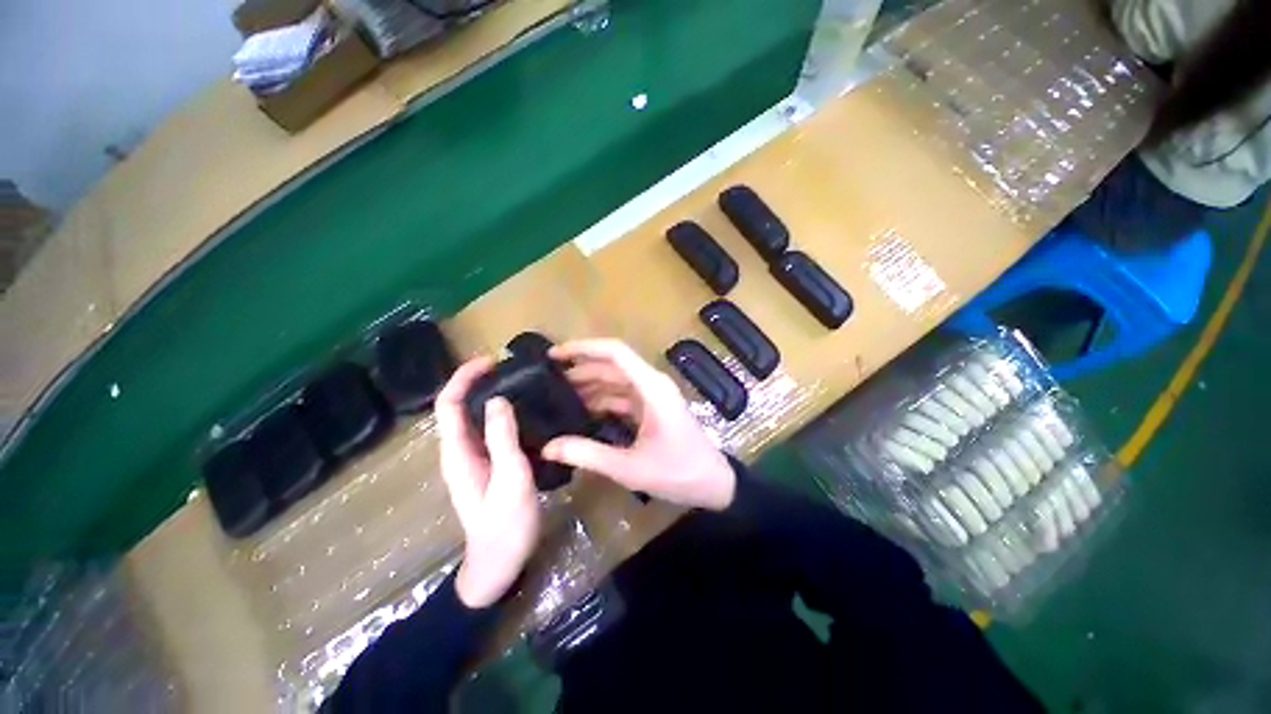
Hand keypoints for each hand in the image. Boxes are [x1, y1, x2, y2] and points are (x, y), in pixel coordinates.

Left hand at [435, 357, 540, 608]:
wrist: (500, 562)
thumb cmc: (506, 523)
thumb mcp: (510, 478)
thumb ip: (502, 438)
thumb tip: (497, 399)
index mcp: (458, 453)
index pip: (448, 404)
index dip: (463, 378)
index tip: (490, 361)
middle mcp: (458, 451)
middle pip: (457, 407)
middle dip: (476, 382)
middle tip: (510, 369)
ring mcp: (471, 459)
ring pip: (472, 417)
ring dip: (488, 395)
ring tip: (518, 383)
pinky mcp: (485, 465)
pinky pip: (486, 430)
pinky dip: (498, 413)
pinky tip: (521, 411)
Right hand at [541, 339, 735, 510]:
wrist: (714, 485)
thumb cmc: (678, 472)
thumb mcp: (630, 467)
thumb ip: (588, 455)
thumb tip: (548, 446)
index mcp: (651, 387)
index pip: (615, 353)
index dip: (583, 349)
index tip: (554, 356)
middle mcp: (652, 384)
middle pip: (612, 366)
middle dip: (580, 370)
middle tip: (547, 383)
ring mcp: (653, 396)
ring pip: (616, 381)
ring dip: (590, 386)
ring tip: (558, 398)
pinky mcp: (652, 408)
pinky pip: (622, 397)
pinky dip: (602, 401)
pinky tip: (582, 412)